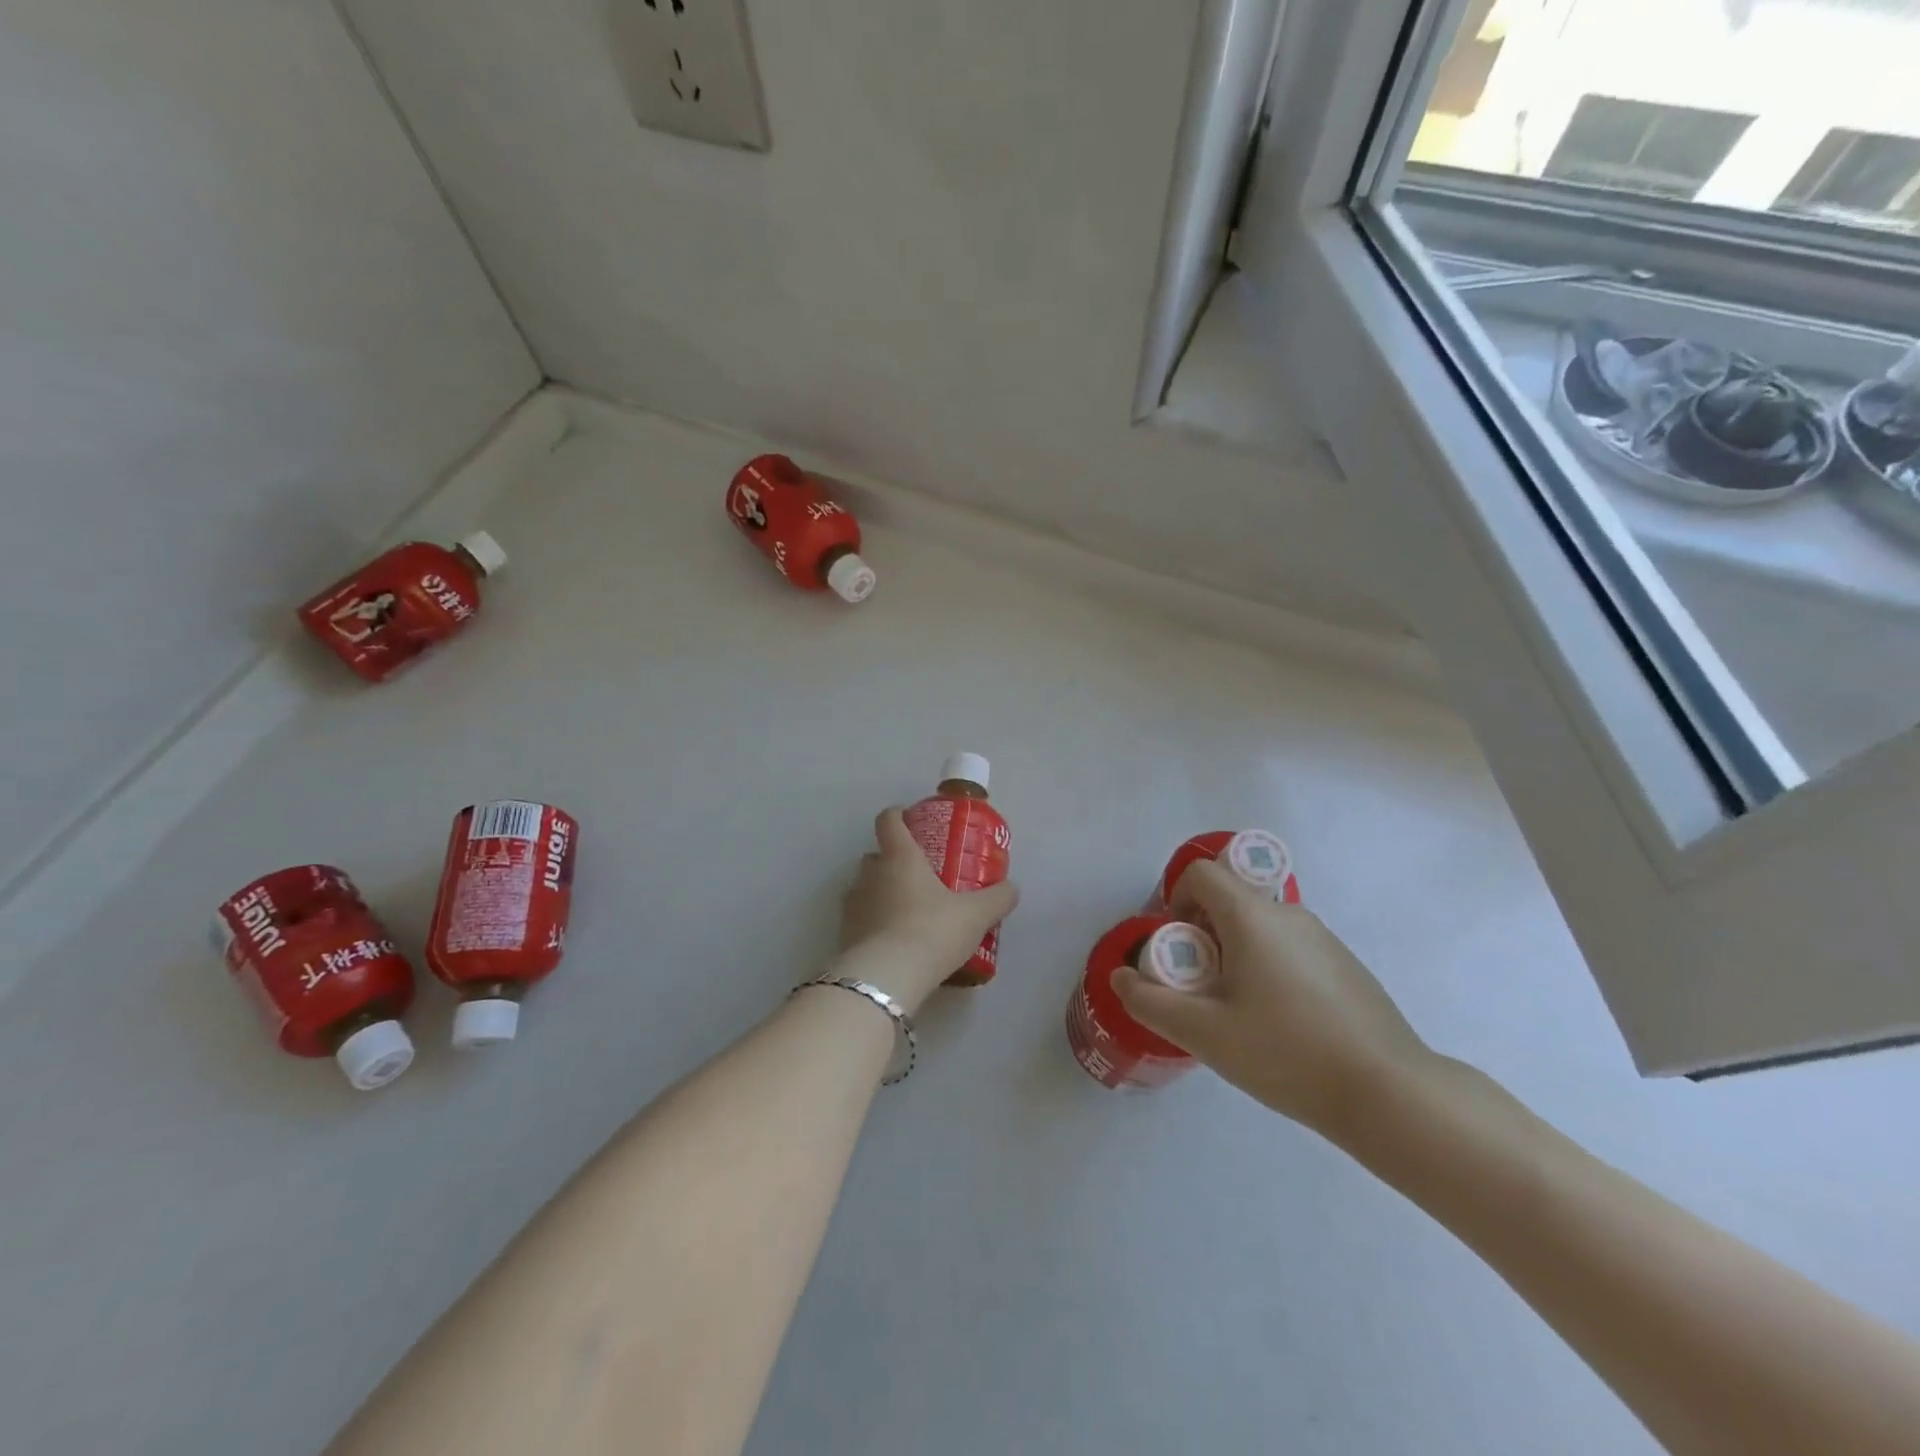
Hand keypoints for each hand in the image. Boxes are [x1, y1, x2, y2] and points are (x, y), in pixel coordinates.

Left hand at [834, 808, 1018, 1012]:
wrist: (887, 978)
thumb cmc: (932, 931)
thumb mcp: (975, 915)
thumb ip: (997, 898)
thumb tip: (1012, 888)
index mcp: (900, 857)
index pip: (889, 820)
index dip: (897, 815)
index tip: (909, 818)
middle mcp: (870, 875)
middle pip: (874, 856)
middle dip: (891, 861)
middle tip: (918, 875)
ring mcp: (853, 905)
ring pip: (864, 888)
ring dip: (880, 894)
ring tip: (907, 912)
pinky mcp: (844, 935)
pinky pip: (860, 920)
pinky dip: (873, 924)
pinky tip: (894, 942)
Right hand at [1112, 859, 1434, 1139]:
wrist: (1389, 1093)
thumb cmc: (1286, 1053)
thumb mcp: (1204, 1033)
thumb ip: (1151, 1001)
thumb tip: (1120, 977)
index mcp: (1252, 916)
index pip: (1201, 873)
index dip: (1176, 900)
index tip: (1178, 950)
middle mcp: (1288, 914)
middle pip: (1229, 901)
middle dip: (1203, 936)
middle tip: (1203, 990)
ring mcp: (1323, 938)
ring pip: (1259, 928)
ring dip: (1235, 956)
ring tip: (1240, 1015)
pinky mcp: (1345, 965)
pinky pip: (1289, 949)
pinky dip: (1269, 969)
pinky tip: (1281, 1026)